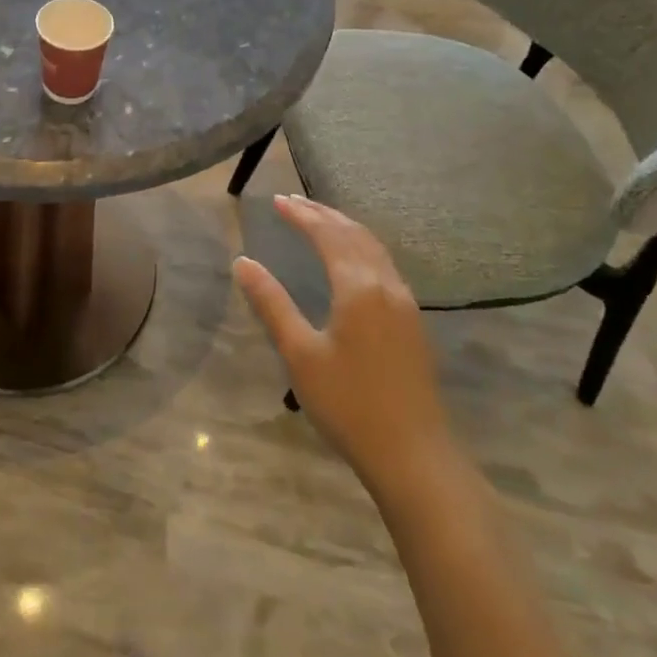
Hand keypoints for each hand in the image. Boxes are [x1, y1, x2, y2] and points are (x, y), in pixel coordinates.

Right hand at [234, 195, 450, 493]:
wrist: (414, 456)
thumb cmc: (349, 404)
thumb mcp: (300, 354)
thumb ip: (271, 303)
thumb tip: (242, 262)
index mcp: (358, 287)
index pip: (327, 235)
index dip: (302, 215)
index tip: (276, 201)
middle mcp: (386, 285)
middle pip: (354, 234)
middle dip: (323, 214)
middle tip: (293, 201)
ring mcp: (405, 303)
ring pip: (374, 248)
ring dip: (344, 227)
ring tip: (319, 219)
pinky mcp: (412, 322)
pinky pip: (384, 265)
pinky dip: (361, 247)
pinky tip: (352, 259)